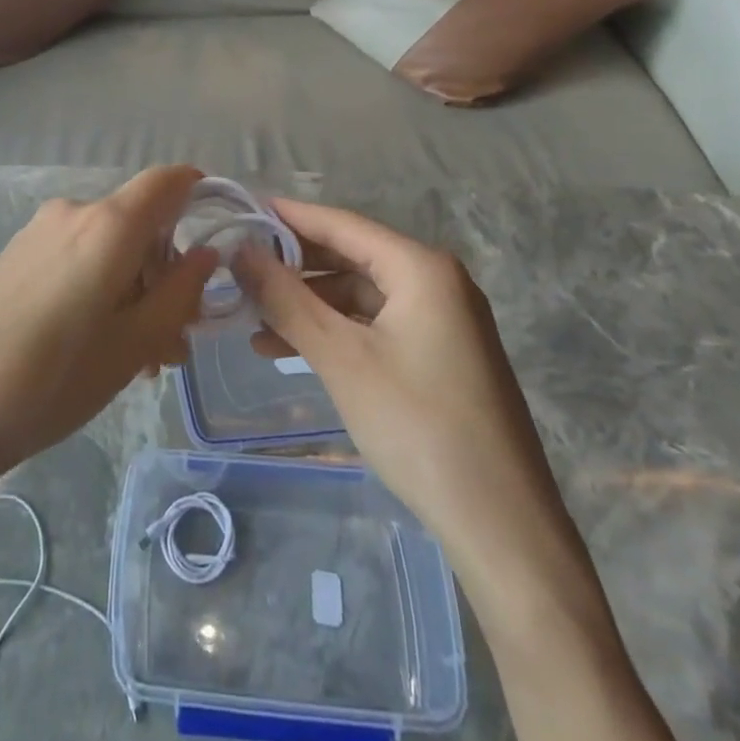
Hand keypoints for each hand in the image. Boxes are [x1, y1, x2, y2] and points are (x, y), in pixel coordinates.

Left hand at [0, 166, 216, 509]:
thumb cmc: (51, 379)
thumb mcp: (132, 345)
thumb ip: (179, 293)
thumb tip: (207, 254)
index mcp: (109, 224)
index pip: (168, 180)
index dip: (199, 195)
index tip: (216, 242)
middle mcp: (72, 212)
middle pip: (139, 225)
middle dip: (166, 275)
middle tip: (173, 345)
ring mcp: (36, 233)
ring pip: (107, 249)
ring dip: (132, 292)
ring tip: (135, 360)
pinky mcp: (12, 257)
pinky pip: (73, 259)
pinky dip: (98, 290)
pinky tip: (92, 348)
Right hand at [232, 199, 593, 603]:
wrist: (502, 528)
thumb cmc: (418, 426)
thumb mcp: (341, 358)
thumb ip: (286, 299)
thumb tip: (239, 251)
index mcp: (421, 268)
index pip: (340, 223)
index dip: (287, 217)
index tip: (239, 212)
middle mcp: (435, 282)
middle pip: (350, 256)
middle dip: (292, 266)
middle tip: (237, 270)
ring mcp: (441, 320)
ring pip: (359, 294)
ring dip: (307, 305)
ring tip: (252, 321)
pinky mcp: (438, 356)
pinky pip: (374, 325)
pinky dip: (333, 332)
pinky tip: (290, 350)